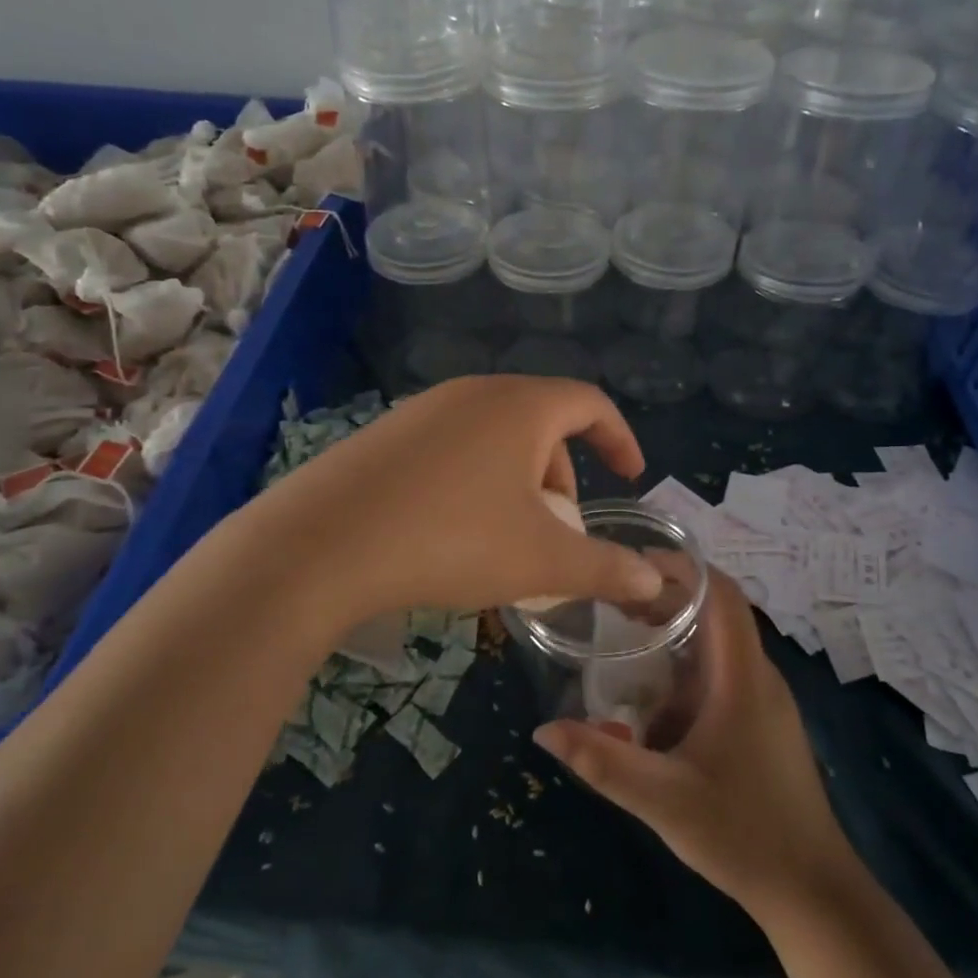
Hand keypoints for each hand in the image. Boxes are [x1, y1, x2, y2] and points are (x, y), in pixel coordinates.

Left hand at [243, 376, 664, 622]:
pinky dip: (473, 483)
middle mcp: (472, 393)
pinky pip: (451, 450)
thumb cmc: (450, 539)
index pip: (590, 403)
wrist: (321, 545)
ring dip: (516, 484)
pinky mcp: (385, 436)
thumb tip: (655, 583)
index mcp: (520, 406)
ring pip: (494, 440)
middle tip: (558, 531)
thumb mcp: (541, 560)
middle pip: (540, 424)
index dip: (619, 438)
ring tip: (505, 541)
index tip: (630, 476)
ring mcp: (422, 410)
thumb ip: (606, 568)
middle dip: (561, 477)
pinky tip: (450, 533)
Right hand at [534, 572, 854, 921]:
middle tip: (615, 599)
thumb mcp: (663, 800)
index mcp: (743, 678)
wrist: (813, 892)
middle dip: (668, 597)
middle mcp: (759, 677)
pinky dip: (687, 665)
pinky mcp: (763, 723)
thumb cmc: (743, 834)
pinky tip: (653, 695)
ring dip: (677, 632)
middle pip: (718, 612)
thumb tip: (543, 730)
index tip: (636, 561)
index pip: (722, 594)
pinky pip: (723, 673)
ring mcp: (766, 701)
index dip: (684, 567)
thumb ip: (603, 762)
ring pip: (720, 644)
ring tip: (626, 633)